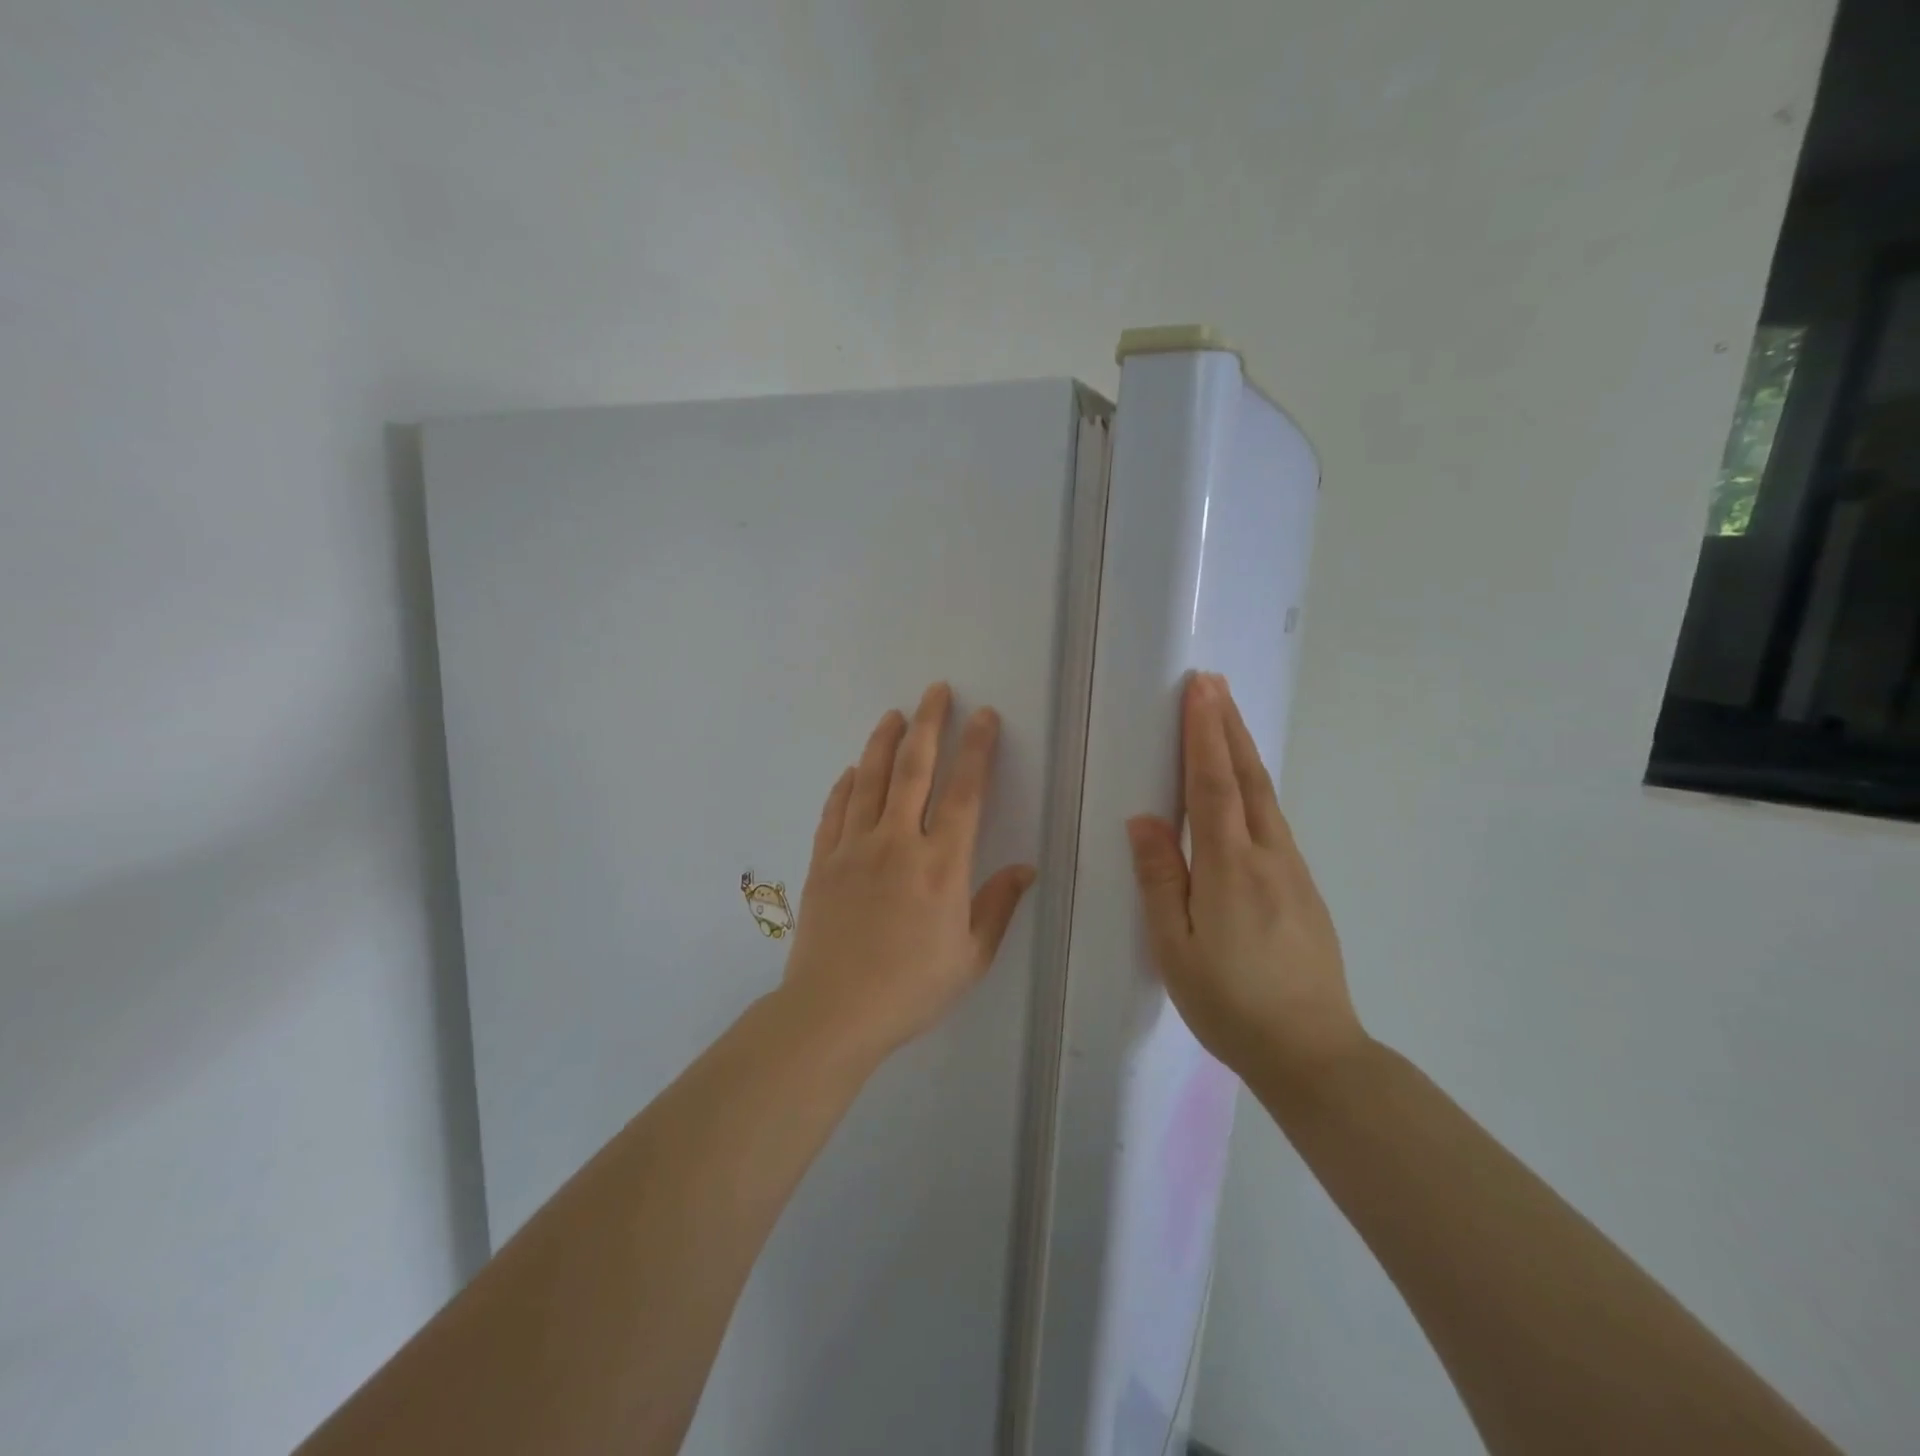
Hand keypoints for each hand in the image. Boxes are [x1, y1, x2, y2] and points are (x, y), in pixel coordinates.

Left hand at [781, 682, 1036, 1061]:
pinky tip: (853, 769)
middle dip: (929, 724)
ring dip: (884, 742)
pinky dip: (846, 784)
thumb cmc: (910, 989)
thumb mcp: (970, 958)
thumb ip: (998, 907)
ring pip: (870, 780)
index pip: (965, 793)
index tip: (984, 717)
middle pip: (914, 770)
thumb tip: (1026, 867)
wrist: (833, 1011)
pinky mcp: (824, 861)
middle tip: (936, 691)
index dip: (977, 750)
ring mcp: (855, 848)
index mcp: (941, 866)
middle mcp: (897, 844)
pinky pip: (836, 810)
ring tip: (895, 714)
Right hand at [1126, 674, 1365, 1088]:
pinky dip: (1255, 787)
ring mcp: (1293, 871)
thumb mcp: (1175, 948)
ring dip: (1243, 751)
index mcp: (1230, 867)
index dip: (1205, 733)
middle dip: (1228, 726)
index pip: (1213, 784)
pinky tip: (1246, 789)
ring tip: (1227, 719)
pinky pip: (1274, 821)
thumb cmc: (1230, 1003)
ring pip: (1265, 796)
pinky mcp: (1303, 888)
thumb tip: (1145, 820)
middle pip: (1247, 777)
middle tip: (1214, 683)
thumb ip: (1161, 879)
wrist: (1313, 1052)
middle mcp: (1268, 856)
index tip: (1200, 689)